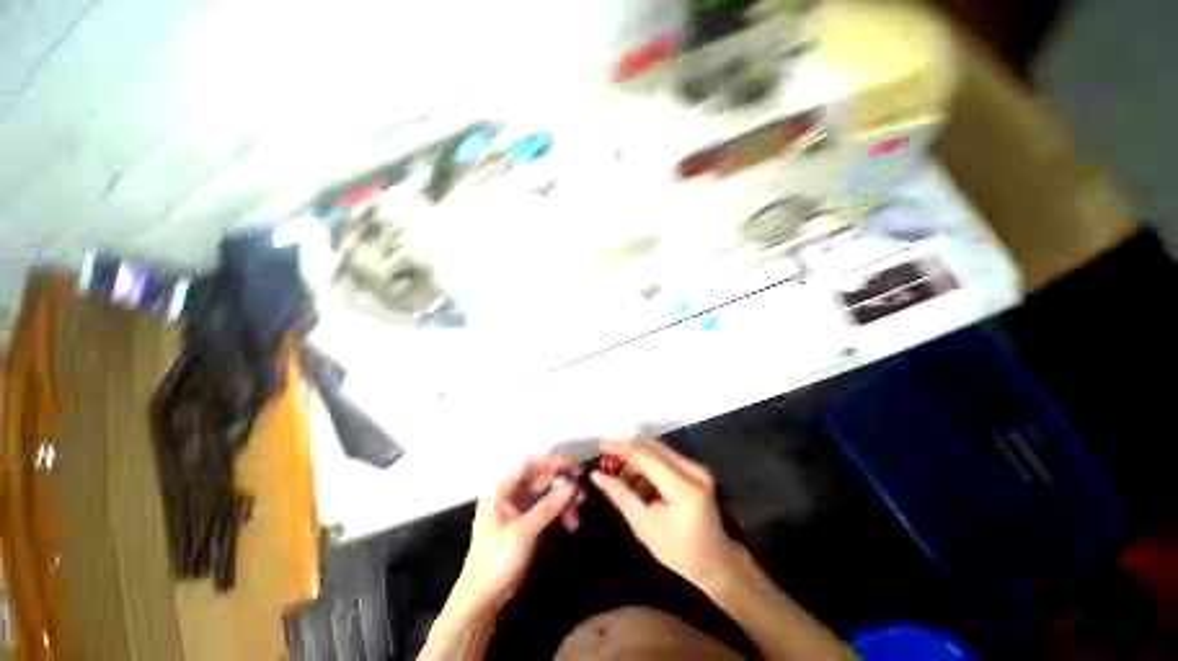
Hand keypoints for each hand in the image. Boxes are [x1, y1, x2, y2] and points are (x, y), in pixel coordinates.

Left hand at [451, 455, 583, 612]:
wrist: (483, 599)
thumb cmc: (496, 561)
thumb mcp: (523, 533)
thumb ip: (548, 507)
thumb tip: (573, 485)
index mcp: (502, 489)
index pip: (529, 464)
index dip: (552, 461)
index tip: (575, 466)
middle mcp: (511, 493)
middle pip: (541, 478)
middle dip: (562, 483)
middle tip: (582, 490)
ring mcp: (519, 507)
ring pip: (547, 493)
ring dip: (564, 499)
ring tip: (579, 510)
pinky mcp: (527, 521)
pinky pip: (548, 508)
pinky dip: (560, 512)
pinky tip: (572, 523)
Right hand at [590, 440, 737, 588]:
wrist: (716, 561)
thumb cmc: (679, 551)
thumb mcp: (644, 526)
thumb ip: (620, 495)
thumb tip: (597, 475)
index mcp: (682, 488)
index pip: (646, 456)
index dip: (621, 448)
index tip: (600, 446)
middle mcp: (693, 470)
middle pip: (652, 448)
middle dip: (627, 451)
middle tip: (607, 462)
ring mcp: (697, 467)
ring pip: (658, 450)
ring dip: (637, 458)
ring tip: (621, 476)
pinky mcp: (696, 468)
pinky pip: (666, 457)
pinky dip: (649, 463)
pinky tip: (638, 480)